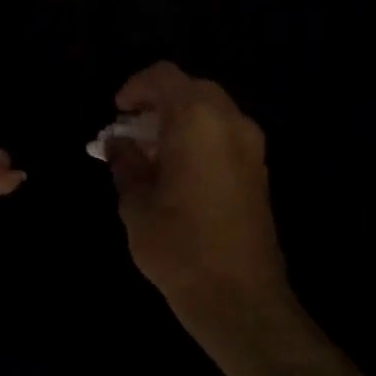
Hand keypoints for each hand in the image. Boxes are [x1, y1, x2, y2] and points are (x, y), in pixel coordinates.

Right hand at [102, 62, 296, 360]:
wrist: (240, 298)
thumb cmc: (178, 247)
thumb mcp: (136, 204)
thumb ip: (126, 164)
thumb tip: (118, 144)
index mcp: (197, 121)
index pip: (164, 77)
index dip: (135, 87)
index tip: (117, 113)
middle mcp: (230, 123)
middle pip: (191, 89)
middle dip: (158, 102)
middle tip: (132, 131)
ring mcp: (251, 146)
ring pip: (211, 111)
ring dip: (180, 120)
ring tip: (151, 153)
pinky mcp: (258, 170)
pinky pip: (225, 134)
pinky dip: (199, 137)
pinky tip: (177, 170)